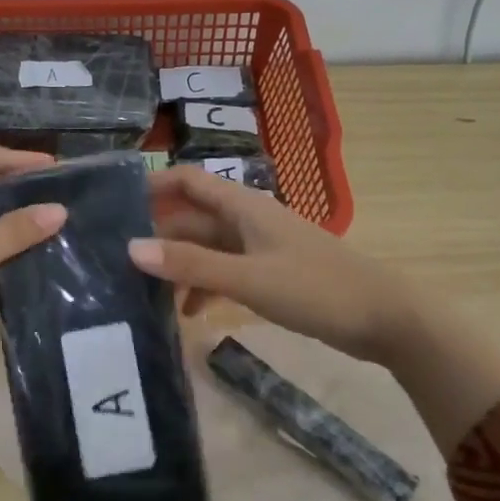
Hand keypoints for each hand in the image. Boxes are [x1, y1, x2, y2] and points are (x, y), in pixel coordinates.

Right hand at [132, 166, 499, 456]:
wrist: (386, 319)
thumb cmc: (316, 289)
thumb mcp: (248, 278)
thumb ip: (191, 265)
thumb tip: (131, 248)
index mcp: (244, 207)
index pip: (188, 181)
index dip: (152, 185)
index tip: (113, 203)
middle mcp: (248, 220)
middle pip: (192, 219)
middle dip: (157, 235)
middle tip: (115, 259)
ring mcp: (260, 248)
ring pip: (207, 249)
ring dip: (178, 266)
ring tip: (142, 291)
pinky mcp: (271, 274)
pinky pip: (225, 272)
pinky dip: (204, 286)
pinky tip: (187, 313)